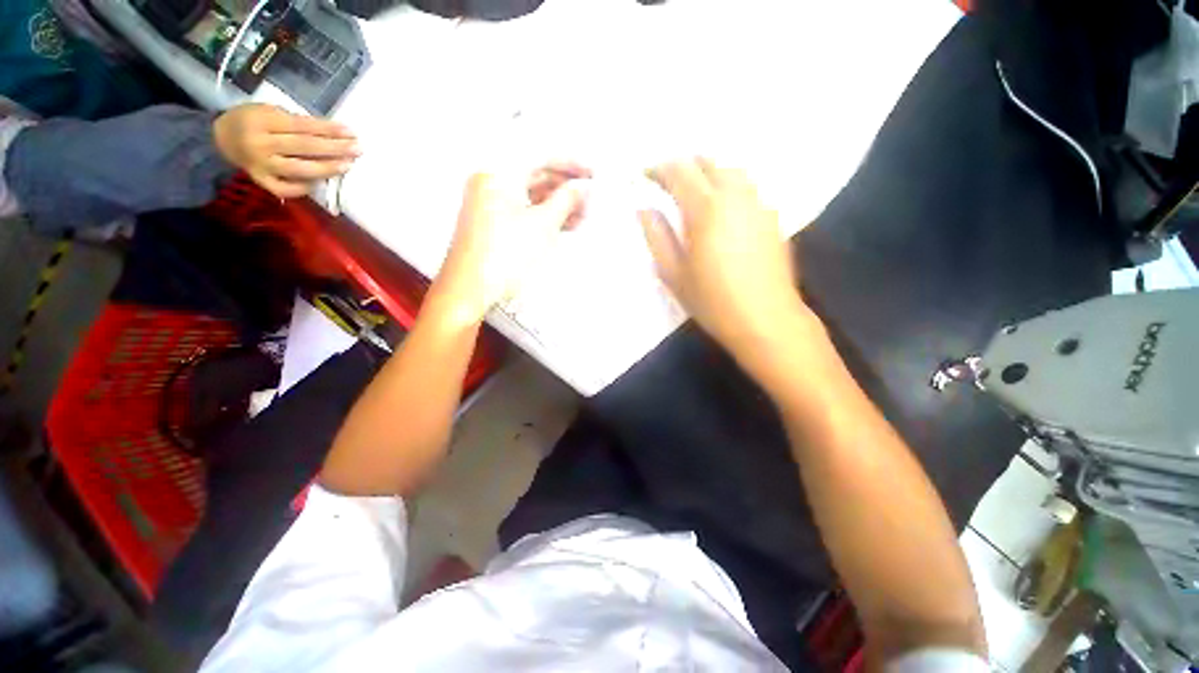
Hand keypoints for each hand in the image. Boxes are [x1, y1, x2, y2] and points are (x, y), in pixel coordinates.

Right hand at [213, 104, 358, 198]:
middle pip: (304, 147)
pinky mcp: (261, 182)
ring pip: (299, 169)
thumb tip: (334, 135)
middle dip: (334, 149)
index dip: (329, 130)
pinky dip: (304, 187)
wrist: (222, 138)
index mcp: (263, 121)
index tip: (352, 133)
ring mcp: (260, 165)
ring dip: (326, 168)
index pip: (302, 126)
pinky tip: (320, 182)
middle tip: (357, 150)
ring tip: (347, 165)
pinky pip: (286, 189)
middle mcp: (261, 144)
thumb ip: (297, 123)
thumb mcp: (271, 111)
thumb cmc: (254, 121)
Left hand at [431, 165, 587, 324]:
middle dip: (565, 188)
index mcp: (498, 173)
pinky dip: (541, 215)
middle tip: (588, 199)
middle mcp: (490, 182)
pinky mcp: (489, 222)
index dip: (571, 164)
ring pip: (529, 195)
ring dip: (556, 204)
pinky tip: (561, 225)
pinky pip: (521, 210)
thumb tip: (581, 189)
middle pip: (535, 175)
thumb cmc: (503, 257)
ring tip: (580, 217)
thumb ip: (566, 201)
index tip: (591, 174)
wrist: (469, 290)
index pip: (541, 156)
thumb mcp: (543, 226)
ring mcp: (487, 202)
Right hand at [642, 157, 809, 356]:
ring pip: (732, 171)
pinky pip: (748, 189)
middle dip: (684, 166)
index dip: (659, 169)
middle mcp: (735, 197)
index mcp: (706, 209)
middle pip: (708, 163)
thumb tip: (645, 210)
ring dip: (709, 173)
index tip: (645, 175)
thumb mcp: (674, 274)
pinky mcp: (773, 218)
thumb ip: (657, 237)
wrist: (766, 320)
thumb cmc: (713, 301)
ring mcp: (758, 205)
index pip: (679, 172)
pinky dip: (729, 188)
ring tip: (695, 190)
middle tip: (667, 181)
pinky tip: (724, 209)